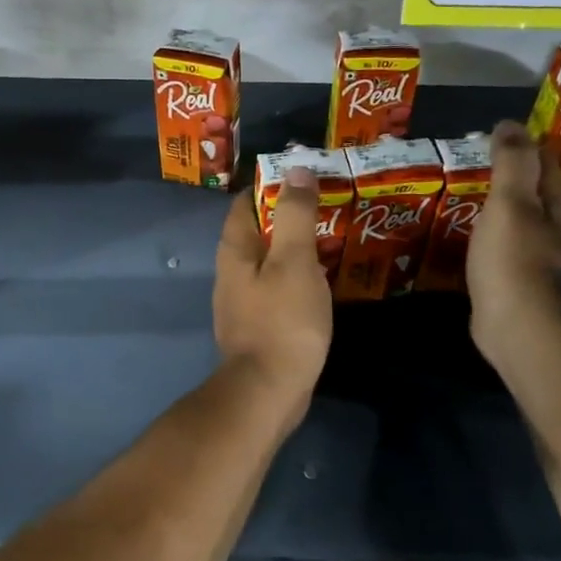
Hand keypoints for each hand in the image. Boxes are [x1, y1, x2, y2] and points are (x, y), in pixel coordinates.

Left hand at [213, 169, 331, 401]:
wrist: (267, 391)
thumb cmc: (283, 321)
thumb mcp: (294, 261)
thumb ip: (295, 215)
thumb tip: (295, 169)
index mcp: (235, 251)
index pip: (246, 203)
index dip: (272, 186)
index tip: (306, 180)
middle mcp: (231, 272)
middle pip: (256, 232)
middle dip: (287, 218)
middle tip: (326, 210)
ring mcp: (241, 302)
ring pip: (267, 263)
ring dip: (293, 250)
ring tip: (329, 242)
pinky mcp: (256, 326)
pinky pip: (275, 290)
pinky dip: (295, 280)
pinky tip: (319, 285)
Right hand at [467, 120, 560, 366]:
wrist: (517, 326)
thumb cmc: (513, 259)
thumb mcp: (510, 202)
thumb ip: (511, 163)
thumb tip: (510, 124)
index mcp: (556, 206)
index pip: (546, 163)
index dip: (526, 145)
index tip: (497, 134)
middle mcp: (552, 230)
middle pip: (536, 194)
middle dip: (512, 177)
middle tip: (476, 163)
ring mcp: (534, 259)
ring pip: (518, 223)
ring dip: (498, 209)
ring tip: (465, 197)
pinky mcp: (514, 283)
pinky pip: (499, 250)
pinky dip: (485, 238)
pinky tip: (466, 238)